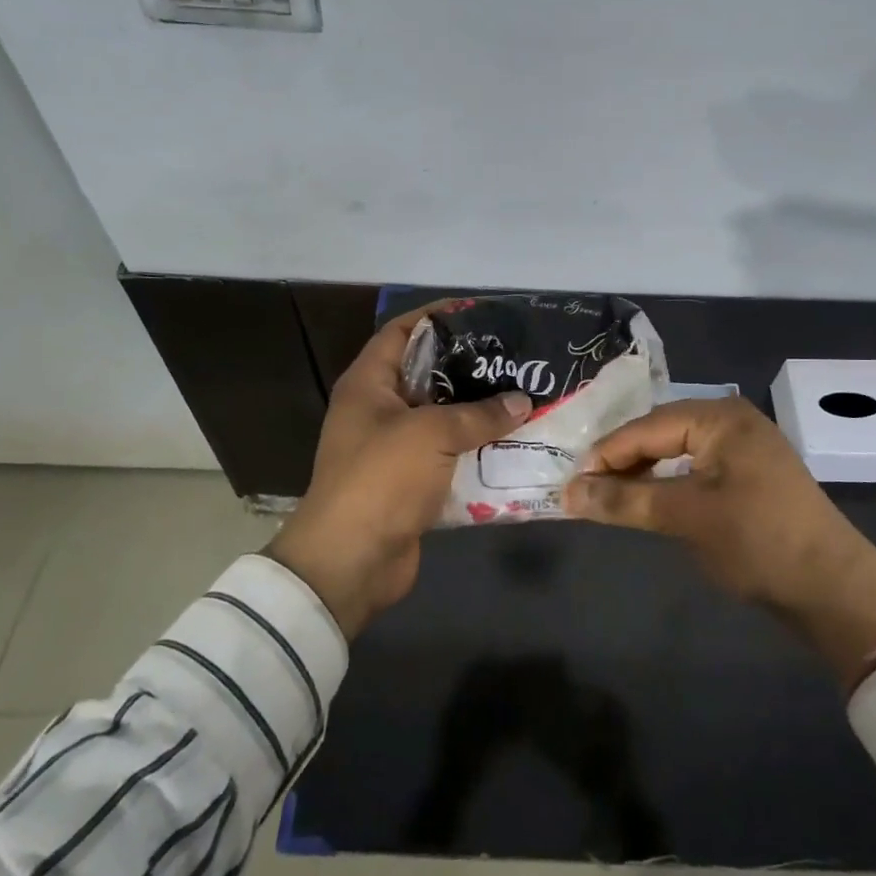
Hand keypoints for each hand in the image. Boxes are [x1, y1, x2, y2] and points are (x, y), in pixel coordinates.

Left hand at [265, 304, 531, 637]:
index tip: (481, 314)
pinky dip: (476, 451)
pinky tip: (514, 443)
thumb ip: (478, 414)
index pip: (401, 332)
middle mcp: (378, 410)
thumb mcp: (430, 434)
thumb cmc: (381, 479)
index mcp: (368, 384)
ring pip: (442, 418)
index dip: (437, 318)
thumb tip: (521, 401)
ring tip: (523, 397)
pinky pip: (448, 456)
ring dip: (478, 412)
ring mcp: (393, 448)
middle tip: (515, 358)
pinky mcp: (410, 482)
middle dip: (470, 368)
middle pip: (427, 375)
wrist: (352, 561)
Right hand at [562, 398, 875, 686]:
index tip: (569, 483)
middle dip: (621, 461)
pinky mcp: (748, 475)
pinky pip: (693, 467)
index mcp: (719, 417)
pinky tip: (648, 499)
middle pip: (658, 433)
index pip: (645, 427)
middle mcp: (731, 420)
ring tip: (608, 496)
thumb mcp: (686, 517)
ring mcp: (742, 447)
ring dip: (641, 473)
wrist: (834, 588)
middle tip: (584, 489)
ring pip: (675, 450)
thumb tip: (568, 493)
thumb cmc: (758, 541)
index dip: (605, 455)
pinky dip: (666, 483)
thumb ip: (625, 500)